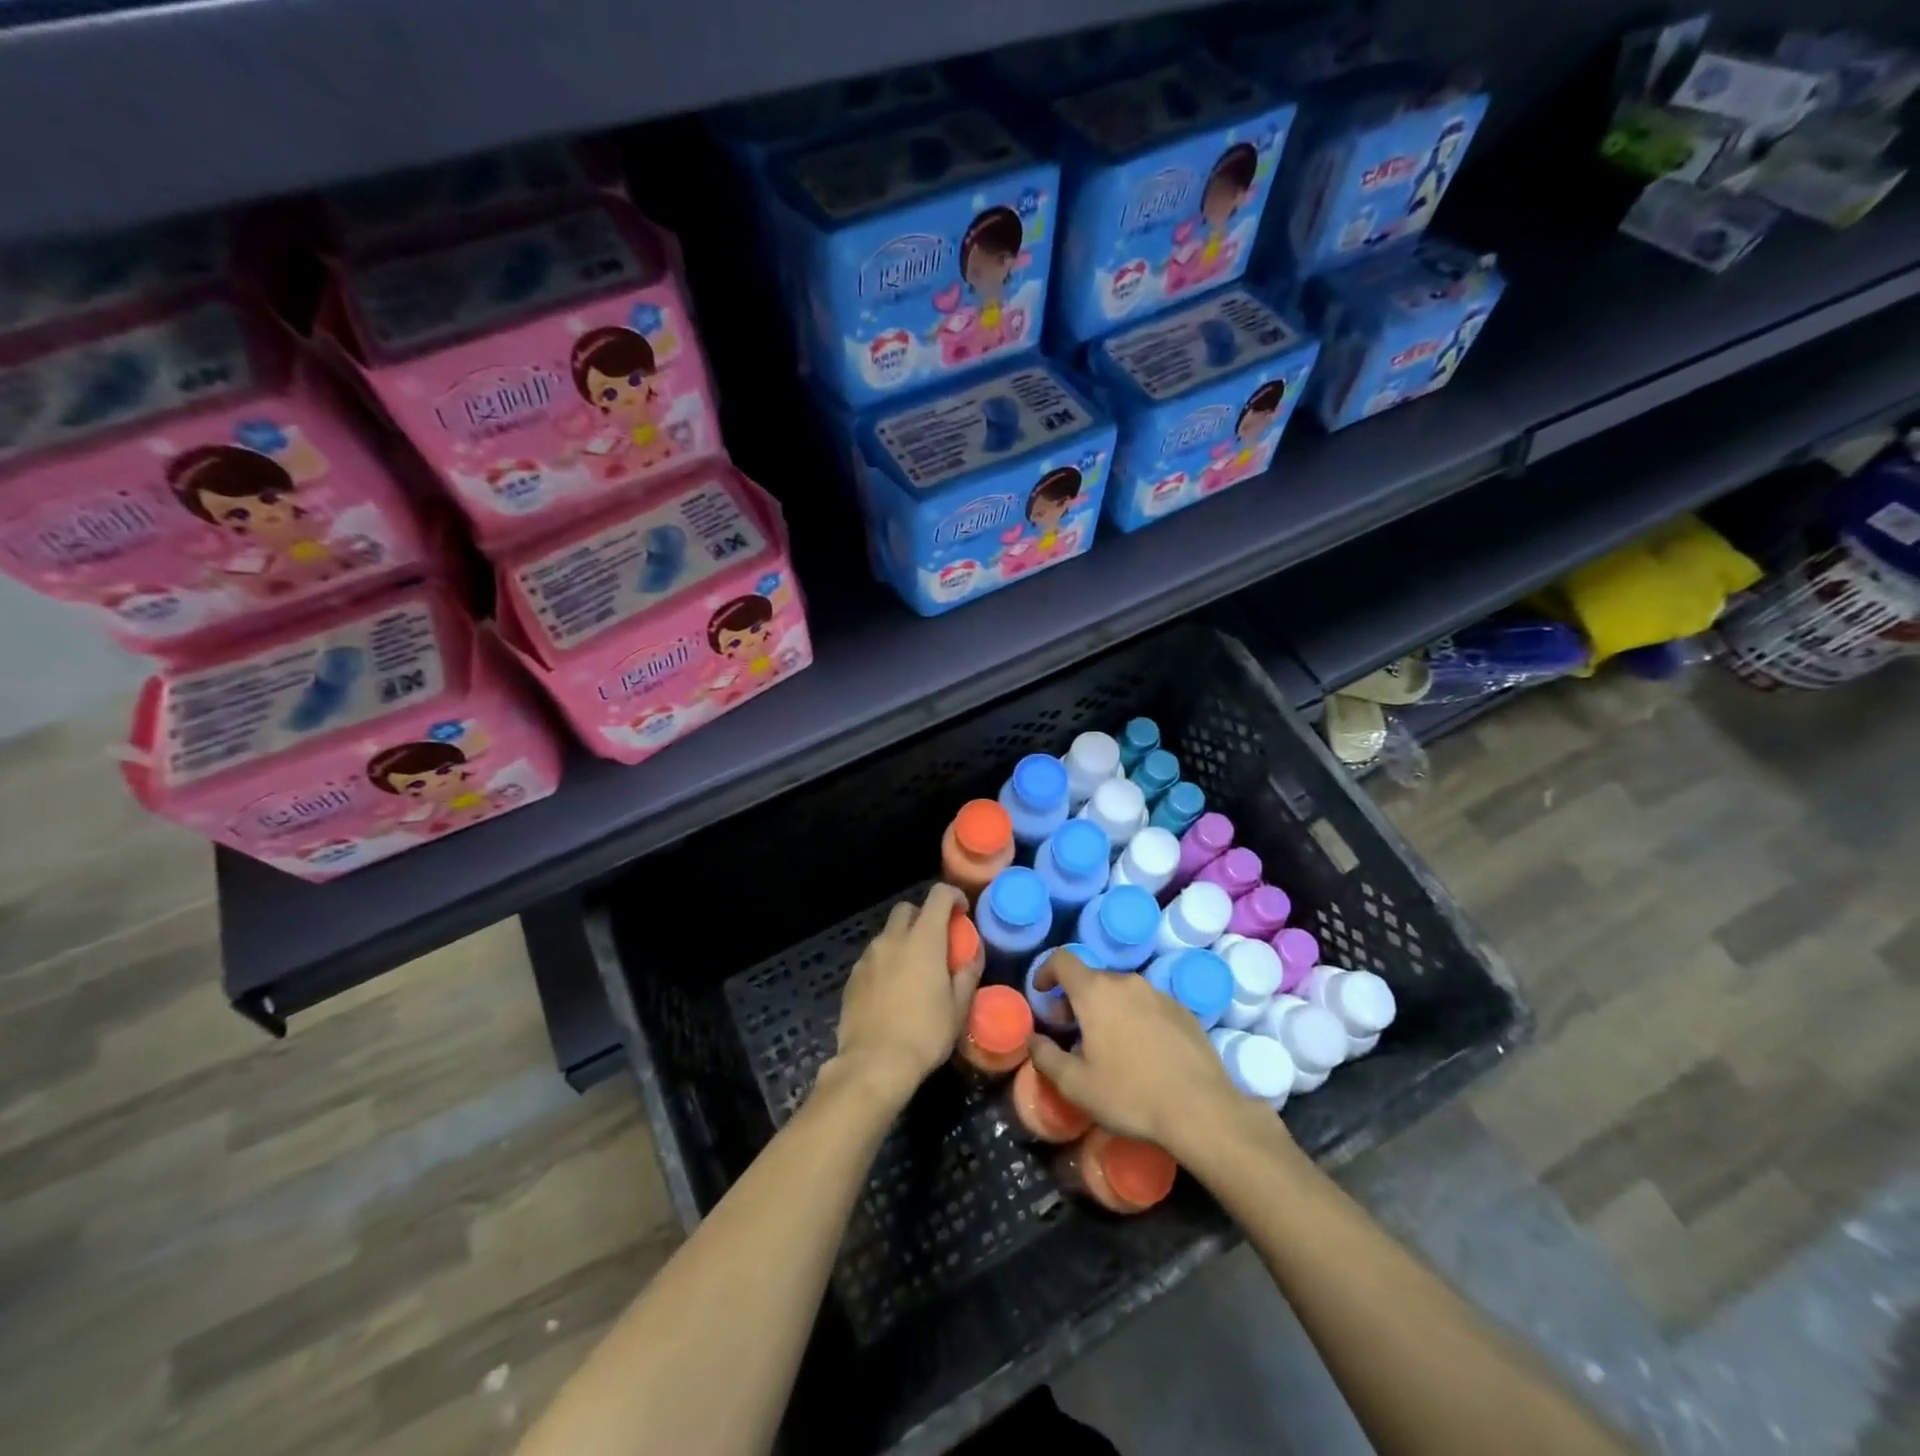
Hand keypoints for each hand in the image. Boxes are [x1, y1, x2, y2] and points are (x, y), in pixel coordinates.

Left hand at [831, 884, 979, 1107]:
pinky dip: (886, 962)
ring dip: (903, 940)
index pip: (938, 896)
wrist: (874, 1063)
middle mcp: (893, 939)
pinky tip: (892, 989)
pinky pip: (873, 957)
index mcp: (924, 940)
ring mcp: (869, 956)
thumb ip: (967, 974)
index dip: (953, 896)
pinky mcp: (853, 977)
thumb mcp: (958, 1008)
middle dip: (923, 916)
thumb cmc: (925, 1034)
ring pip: (887, 934)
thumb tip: (973, 955)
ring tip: (914, 969)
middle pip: (907, 909)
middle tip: (936, 941)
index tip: (962, 912)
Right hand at [1026, 950, 1283, 1163]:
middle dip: (1075, 998)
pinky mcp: (1183, 1010)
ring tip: (1107, 1043)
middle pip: (1092, 977)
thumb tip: (1033, 1040)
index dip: (1046, 971)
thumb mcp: (1075, 1085)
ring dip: (1106, 1008)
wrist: (1201, 1109)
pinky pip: (1147, 1004)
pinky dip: (1135, 1017)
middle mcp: (1127, 982)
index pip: (1063, 959)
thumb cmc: (1130, 1094)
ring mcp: (1159, 993)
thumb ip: (1046, 1057)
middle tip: (1071, 1030)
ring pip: (1122, 991)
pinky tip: (1141, 1051)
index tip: (1041, 994)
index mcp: (1096, 992)